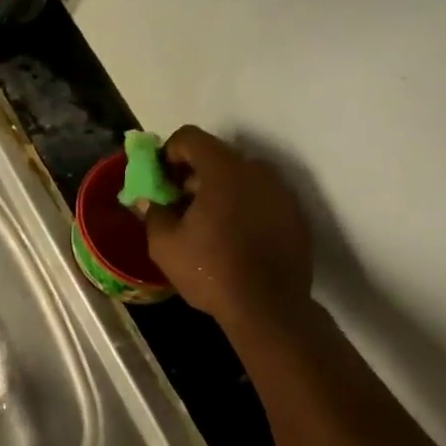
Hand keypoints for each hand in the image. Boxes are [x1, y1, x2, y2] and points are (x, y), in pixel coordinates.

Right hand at [143, 126, 314, 329]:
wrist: (268, 308)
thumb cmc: (210, 270)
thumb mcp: (165, 244)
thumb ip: (154, 213)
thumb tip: (149, 201)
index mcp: (224, 170)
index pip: (190, 137)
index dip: (168, 153)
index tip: (159, 180)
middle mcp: (258, 171)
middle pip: (217, 157)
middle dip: (192, 175)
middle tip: (177, 205)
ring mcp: (281, 192)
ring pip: (241, 178)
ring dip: (219, 191)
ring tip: (205, 225)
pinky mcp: (295, 215)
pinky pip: (261, 198)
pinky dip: (243, 208)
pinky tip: (233, 238)